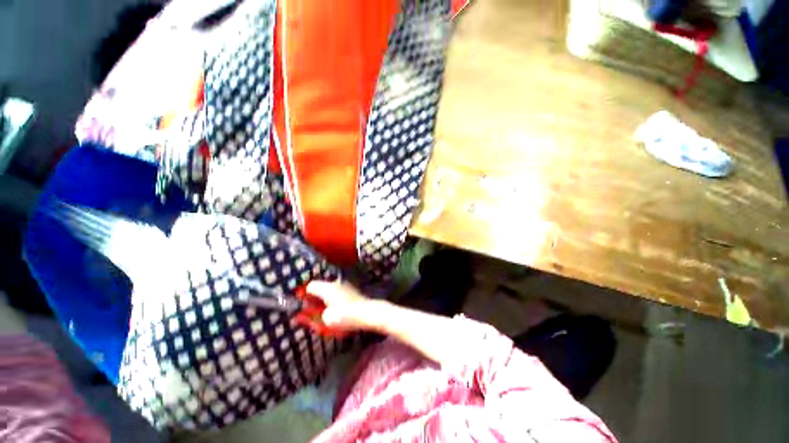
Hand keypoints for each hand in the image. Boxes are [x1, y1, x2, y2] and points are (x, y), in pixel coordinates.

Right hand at [298, 280, 377, 332]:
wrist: (368, 312)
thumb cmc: (346, 316)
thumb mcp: (327, 319)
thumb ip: (318, 315)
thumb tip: (317, 313)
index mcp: (327, 288)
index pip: (311, 286)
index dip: (304, 294)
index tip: (301, 302)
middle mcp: (336, 283)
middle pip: (321, 286)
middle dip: (315, 296)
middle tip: (311, 307)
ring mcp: (345, 285)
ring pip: (330, 289)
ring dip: (325, 297)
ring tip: (323, 309)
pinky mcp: (352, 290)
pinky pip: (338, 293)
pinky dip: (334, 298)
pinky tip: (336, 308)